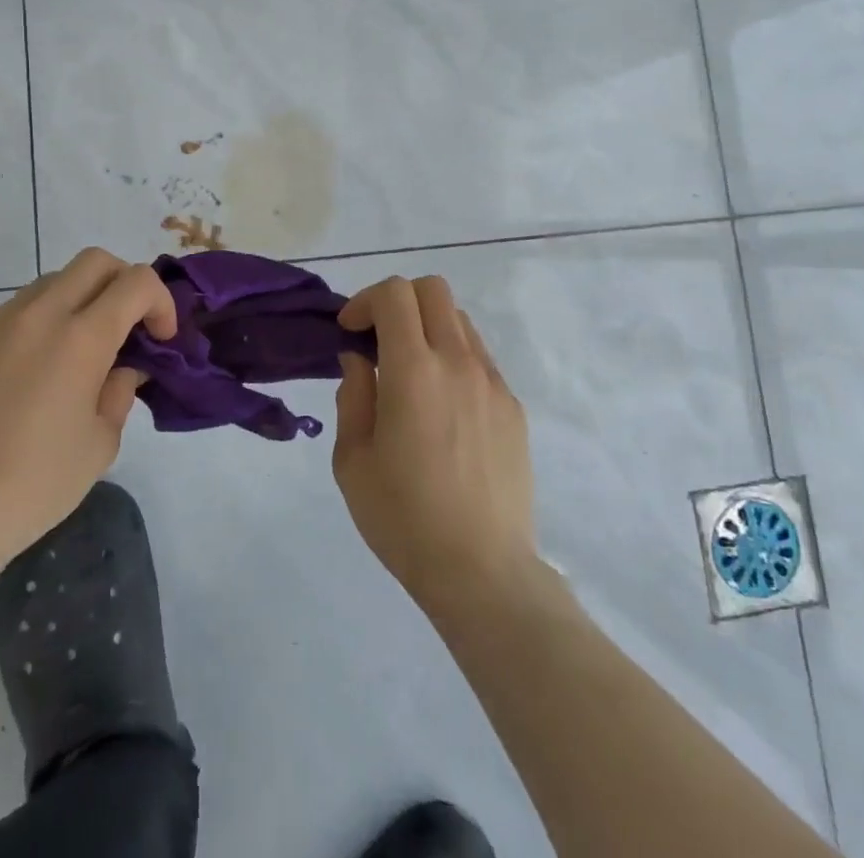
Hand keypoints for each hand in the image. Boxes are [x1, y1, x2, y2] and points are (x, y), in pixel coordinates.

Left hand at [0, 248, 175, 570]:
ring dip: (79, 300)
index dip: (160, 302)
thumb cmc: (35, 484)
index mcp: (81, 338)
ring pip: (52, 281)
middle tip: (126, 327)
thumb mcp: (100, 442)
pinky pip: (15, 311)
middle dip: (123, 283)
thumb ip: (119, 391)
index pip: (136, 282)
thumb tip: (121, 368)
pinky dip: (39, 324)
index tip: (160, 338)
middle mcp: (39, 315)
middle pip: (94, 262)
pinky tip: (31, 373)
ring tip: (77, 351)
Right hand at [334, 276, 535, 611]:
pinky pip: (480, 359)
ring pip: (460, 320)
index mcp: (414, 371)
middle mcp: (458, 363)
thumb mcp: (352, 460)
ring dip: (428, 328)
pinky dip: (453, 359)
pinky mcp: (513, 407)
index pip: (395, 294)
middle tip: (378, 340)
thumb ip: (353, 395)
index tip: (350, 332)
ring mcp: (492, 383)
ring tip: (411, 374)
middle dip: (398, 301)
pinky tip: (442, 408)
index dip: (365, 300)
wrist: (482, 572)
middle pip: (433, 290)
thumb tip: (360, 359)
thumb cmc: (403, 518)